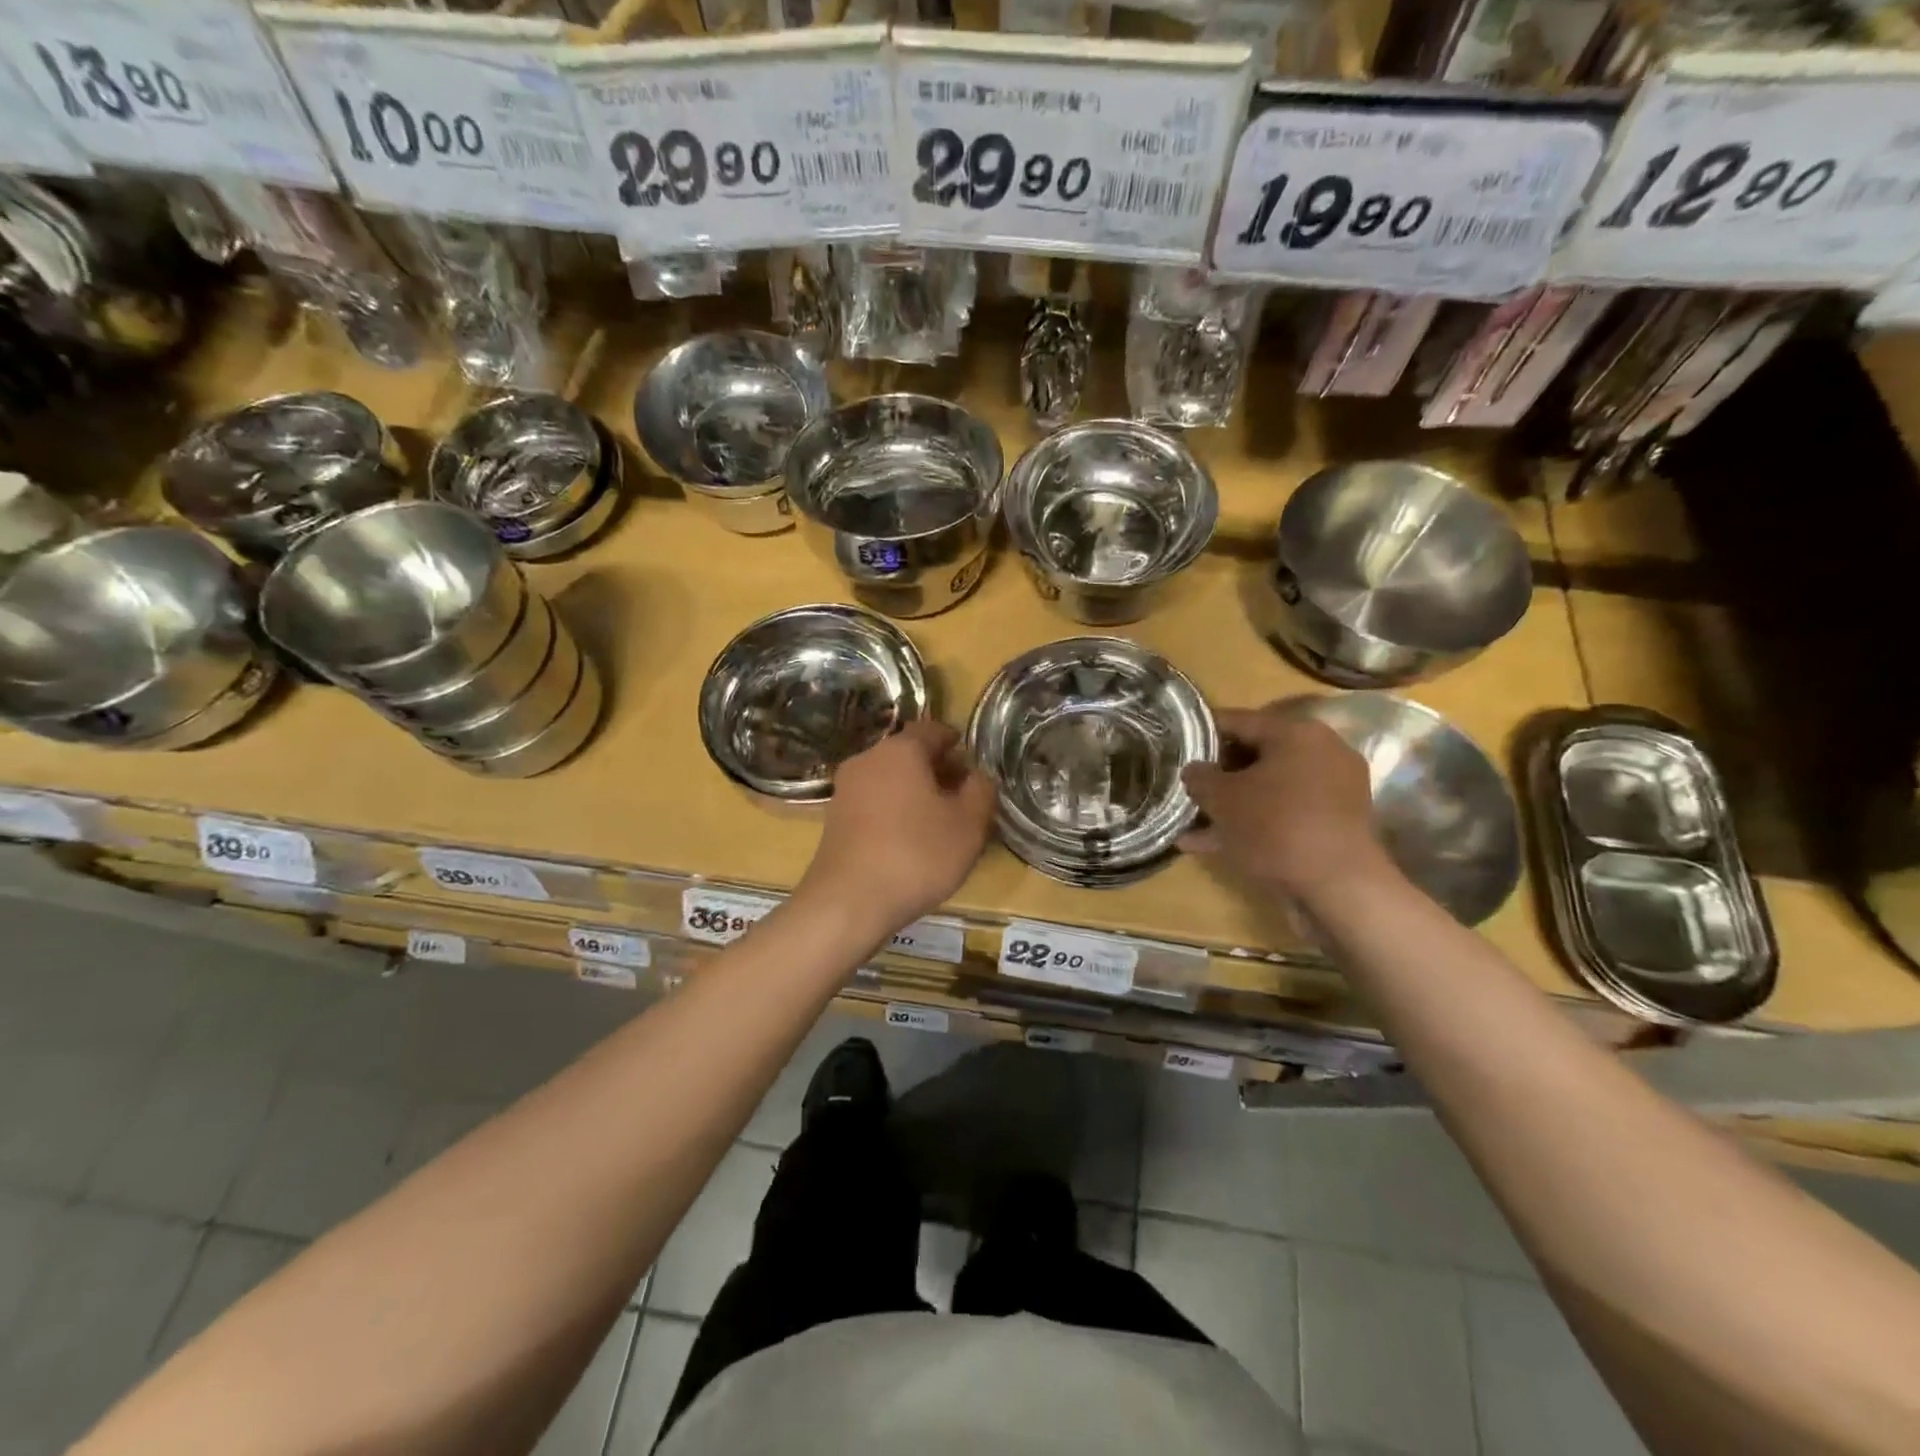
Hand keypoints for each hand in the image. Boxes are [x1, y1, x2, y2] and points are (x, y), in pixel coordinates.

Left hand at [799, 719, 995, 937]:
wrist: (849, 901)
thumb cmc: (917, 854)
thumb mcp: (969, 824)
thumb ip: (981, 791)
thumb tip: (978, 776)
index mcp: (900, 750)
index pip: (932, 730)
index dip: (955, 741)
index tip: (971, 758)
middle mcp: (868, 760)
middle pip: (908, 754)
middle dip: (937, 769)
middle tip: (963, 793)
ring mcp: (845, 790)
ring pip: (890, 779)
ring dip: (916, 791)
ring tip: (941, 820)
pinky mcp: (834, 819)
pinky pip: (874, 802)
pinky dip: (895, 810)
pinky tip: (911, 839)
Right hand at [1180, 703, 1392, 902]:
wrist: (1337, 886)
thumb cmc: (1274, 826)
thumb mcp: (1222, 799)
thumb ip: (1200, 777)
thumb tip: (1193, 769)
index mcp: (1295, 732)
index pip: (1237, 720)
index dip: (1201, 733)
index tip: (1176, 747)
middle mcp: (1320, 752)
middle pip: (1255, 755)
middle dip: (1218, 774)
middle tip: (1187, 787)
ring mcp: (1332, 789)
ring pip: (1268, 789)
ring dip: (1232, 804)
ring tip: (1192, 822)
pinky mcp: (1334, 823)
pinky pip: (1284, 813)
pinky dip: (1254, 824)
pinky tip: (1213, 845)